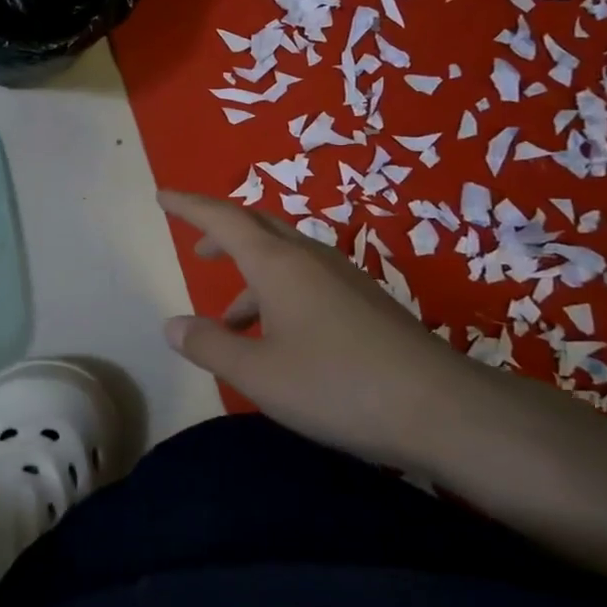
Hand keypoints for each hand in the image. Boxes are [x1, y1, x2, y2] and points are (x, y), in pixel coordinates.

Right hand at [158, 189, 468, 466]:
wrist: (444, 410)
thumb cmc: (338, 385)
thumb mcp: (258, 374)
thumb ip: (209, 346)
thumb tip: (173, 325)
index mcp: (279, 264)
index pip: (223, 219)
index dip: (189, 206)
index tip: (163, 195)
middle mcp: (311, 259)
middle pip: (258, 229)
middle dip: (223, 234)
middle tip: (198, 249)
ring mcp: (344, 280)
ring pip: (285, 259)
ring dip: (250, 276)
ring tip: (229, 321)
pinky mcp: (367, 304)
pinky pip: (308, 281)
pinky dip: (278, 295)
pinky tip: (279, 338)